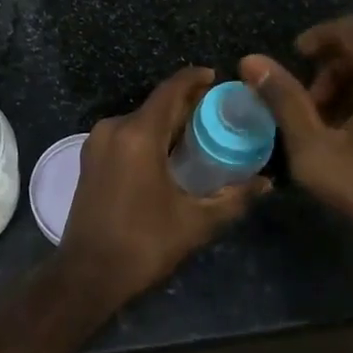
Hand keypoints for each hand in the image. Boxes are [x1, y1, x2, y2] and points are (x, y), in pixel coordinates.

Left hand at [62, 66, 269, 300]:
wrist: (87, 274)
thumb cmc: (143, 244)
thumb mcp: (195, 222)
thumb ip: (233, 198)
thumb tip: (266, 183)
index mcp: (138, 134)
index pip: (171, 90)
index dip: (196, 79)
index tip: (218, 78)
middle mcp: (114, 128)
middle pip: (156, 104)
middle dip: (186, 104)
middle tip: (218, 112)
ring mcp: (97, 142)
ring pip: (140, 119)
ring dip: (167, 121)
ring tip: (199, 133)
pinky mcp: (90, 158)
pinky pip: (126, 134)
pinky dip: (149, 135)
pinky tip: (168, 153)